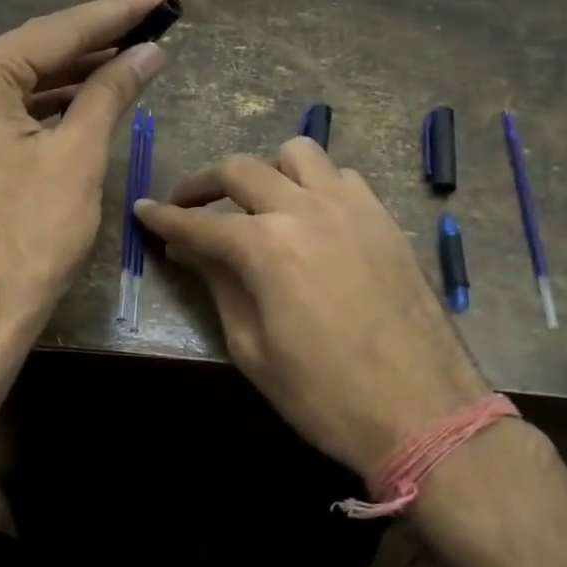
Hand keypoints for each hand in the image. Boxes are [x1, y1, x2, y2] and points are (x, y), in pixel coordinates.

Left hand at [0, 0, 170, 356]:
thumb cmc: (28, 237)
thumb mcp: (77, 157)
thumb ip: (111, 92)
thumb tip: (148, 52)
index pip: (59, 32)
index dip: (117, 14)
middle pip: (37, 52)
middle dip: (97, 41)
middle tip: (152, 22)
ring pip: (24, 83)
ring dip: (76, 74)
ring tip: (132, 55)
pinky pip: (10, 112)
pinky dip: (50, 106)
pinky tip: (89, 97)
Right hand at [136, 138, 489, 478]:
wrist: (423, 412)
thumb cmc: (324, 395)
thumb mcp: (253, 349)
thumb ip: (218, 285)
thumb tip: (188, 249)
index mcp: (266, 246)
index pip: (199, 223)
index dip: (164, 217)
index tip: (143, 209)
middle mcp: (305, 209)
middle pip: (240, 170)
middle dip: (202, 183)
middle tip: (186, 205)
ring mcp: (351, 207)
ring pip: (297, 154)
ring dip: (265, 171)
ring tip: (256, 203)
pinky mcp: (383, 218)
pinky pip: (341, 176)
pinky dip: (314, 184)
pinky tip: (310, 217)